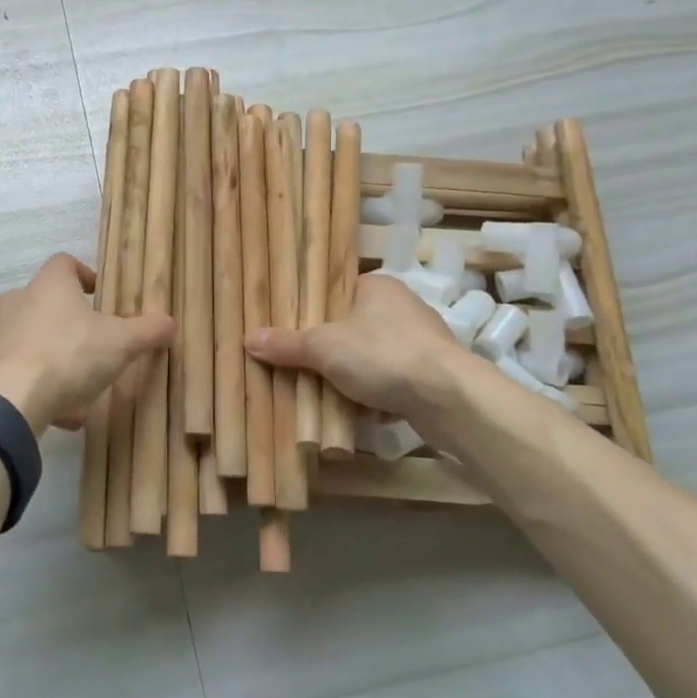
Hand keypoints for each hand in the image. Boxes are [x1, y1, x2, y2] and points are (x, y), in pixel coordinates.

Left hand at [0, 253, 174, 434]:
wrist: (9, 400)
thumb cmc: (69, 356)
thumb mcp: (121, 343)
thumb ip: (148, 331)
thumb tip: (170, 322)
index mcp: (49, 285)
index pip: (64, 263)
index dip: (83, 275)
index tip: (99, 295)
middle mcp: (17, 301)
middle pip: (46, 303)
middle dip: (70, 324)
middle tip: (93, 346)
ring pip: (31, 341)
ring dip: (54, 360)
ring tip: (79, 392)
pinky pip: (17, 370)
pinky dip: (37, 385)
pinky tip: (58, 413)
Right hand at [243, 272, 475, 424]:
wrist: (449, 399)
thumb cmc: (383, 355)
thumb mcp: (324, 347)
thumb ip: (287, 344)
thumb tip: (247, 338)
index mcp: (377, 285)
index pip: (335, 291)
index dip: (311, 311)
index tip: (290, 332)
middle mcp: (401, 306)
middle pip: (350, 326)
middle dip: (328, 350)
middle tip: (299, 365)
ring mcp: (420, 341)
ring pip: (370, 356)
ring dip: (350, 375)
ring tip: (321, 392)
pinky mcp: (431, 374)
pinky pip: (389, 380)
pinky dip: (373, 394)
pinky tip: (355, 411)